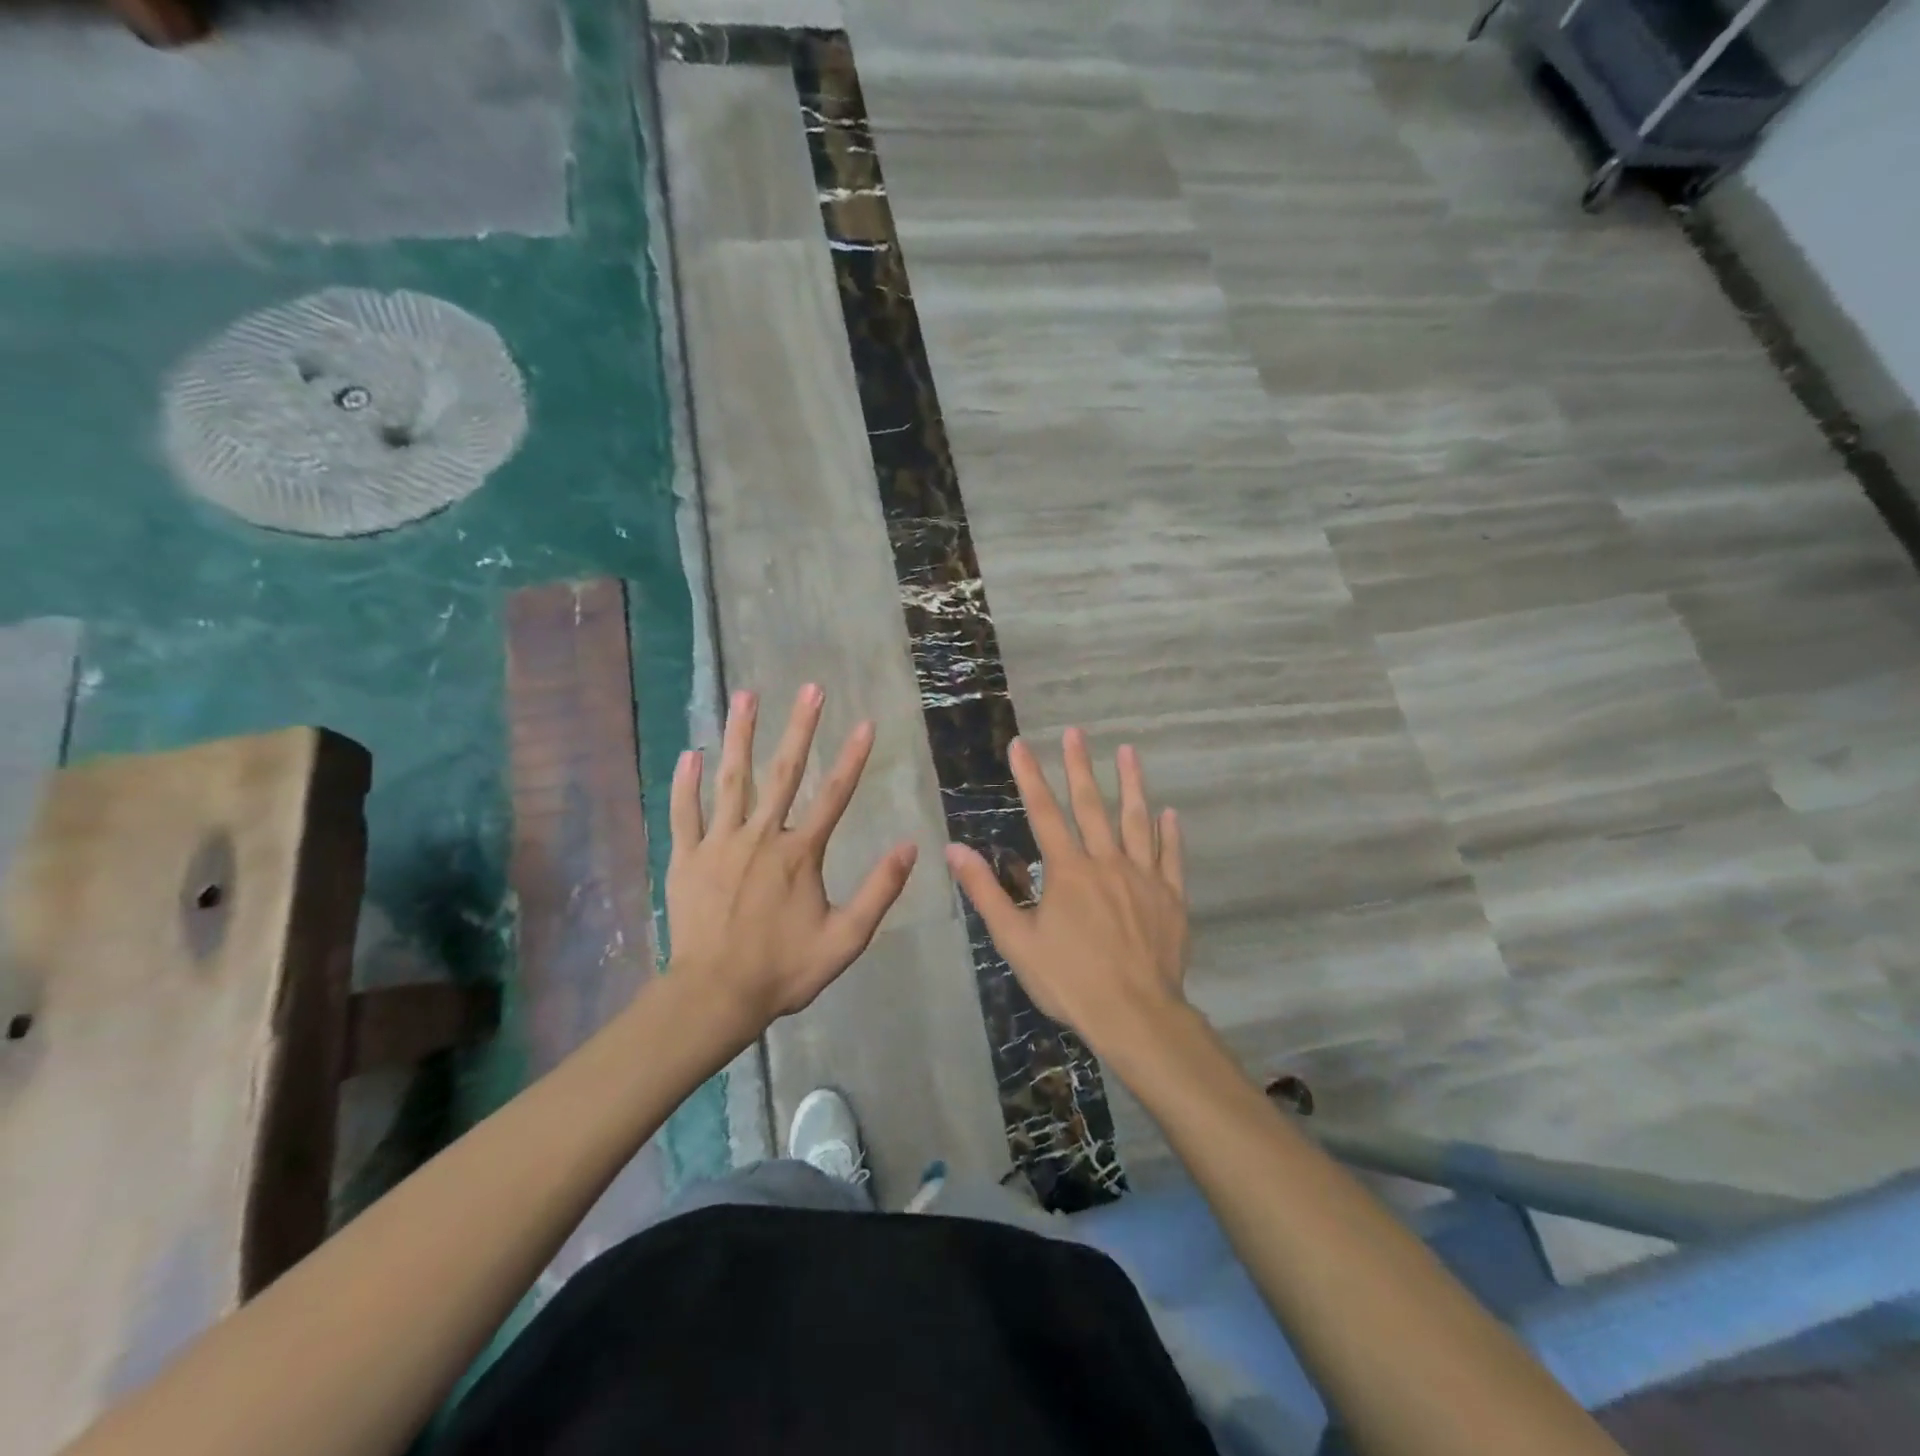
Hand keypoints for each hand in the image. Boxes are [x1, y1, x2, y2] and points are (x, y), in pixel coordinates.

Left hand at [666, 685, 917, 1035]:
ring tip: (745, 696)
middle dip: (799, 727)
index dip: (852, 757)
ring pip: (731, 780)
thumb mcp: (846, 939)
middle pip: (784, 772)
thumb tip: (909, 846)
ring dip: (739, 736)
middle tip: (810, 688)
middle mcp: (761, 836)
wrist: (715, 996)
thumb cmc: (784, 969)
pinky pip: (684, 813)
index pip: (834, 795)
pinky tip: (689, 752)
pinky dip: (684, 783)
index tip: (864, 722)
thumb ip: (879, 891)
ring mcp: (719, 844)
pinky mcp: (687, 858)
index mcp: (800, 854)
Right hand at [945, 728, 1188, 1056]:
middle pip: (1091, 805)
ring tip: (1129, 751)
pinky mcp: (1170, 897)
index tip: (1021, 744)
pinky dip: (1168, 833)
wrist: (1134, 1015)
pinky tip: (1168, 813)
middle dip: (1080, 766)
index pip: (1044, 812)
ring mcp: (1143, 877)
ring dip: (1132, 784)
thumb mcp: (1015, 939)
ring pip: (1136, 821)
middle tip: (1076, 732)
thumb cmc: (1069, 979)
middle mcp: (1106, 862)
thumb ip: (985, 891)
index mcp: (1068, 871)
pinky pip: (1170, 857)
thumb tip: (953, 849)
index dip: (1030, 776)